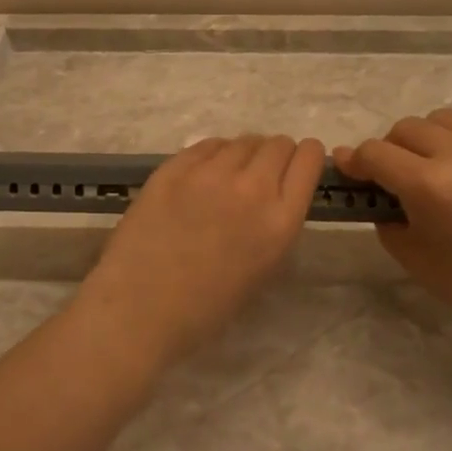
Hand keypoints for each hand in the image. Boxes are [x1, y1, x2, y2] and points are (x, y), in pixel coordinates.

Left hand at [74, 135, 325, 367]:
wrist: (141, 310)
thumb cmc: (207, 307)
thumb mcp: (265, 268)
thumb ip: (277, 223)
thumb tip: (275, 195)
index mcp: (281, 220)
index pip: (310, 159)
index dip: (307, 158)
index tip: (297, 165)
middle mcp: (252, 187)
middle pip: (278, 144)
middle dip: (276, 154)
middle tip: (260, 174)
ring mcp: (211, 173)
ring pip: (243, 141)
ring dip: (243, 154)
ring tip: (228, 177)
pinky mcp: (175, 167)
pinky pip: (207, 145)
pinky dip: (212, 155)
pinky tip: (202, 176)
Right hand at [334, 108, 451, 345]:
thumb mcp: (414, 257)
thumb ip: (385, 213)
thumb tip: (373, 184)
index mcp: (433, 186)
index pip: (375, 152)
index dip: (356, 161)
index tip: (351, 169)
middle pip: (407, 127)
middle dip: (394, 150)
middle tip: (402, 177)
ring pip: (447, 119)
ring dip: (434, 141)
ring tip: (446, 169)